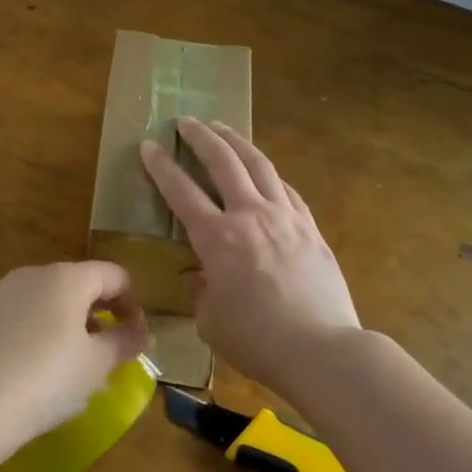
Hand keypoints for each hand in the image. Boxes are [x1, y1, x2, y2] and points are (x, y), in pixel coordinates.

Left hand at [0, 262, 148, 450]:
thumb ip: (123, 342)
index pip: (114, 275)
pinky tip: (32, 368)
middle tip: (107, 353)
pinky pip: (19, 316)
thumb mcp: (96, 366)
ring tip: (70, 363)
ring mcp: (1, 292)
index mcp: (67, 278)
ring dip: (67, 322)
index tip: (135, 338)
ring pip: (47, 299)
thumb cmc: (46, 381)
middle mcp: (33, 274)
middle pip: (78, 283)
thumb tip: (140, 332)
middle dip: (99, 313)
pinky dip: (36, 332)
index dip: (133, 303)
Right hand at [140, 117, 360, 398]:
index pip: (181, 191)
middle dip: (201, 137)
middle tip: (185, 121)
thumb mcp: (211, 320)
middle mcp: (250, 216)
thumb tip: (202, 275)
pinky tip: (265, 173)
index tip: (149, 144)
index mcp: (217, 238)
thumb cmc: (257, 340)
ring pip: (259, 165)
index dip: (161, 166)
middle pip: (223, 162)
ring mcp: (285, 217)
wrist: (322, 350)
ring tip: (223, 128)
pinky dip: (269, 175)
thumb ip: (202, 291)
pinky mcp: (311, 228)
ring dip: (237, 142)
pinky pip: (287, 190)